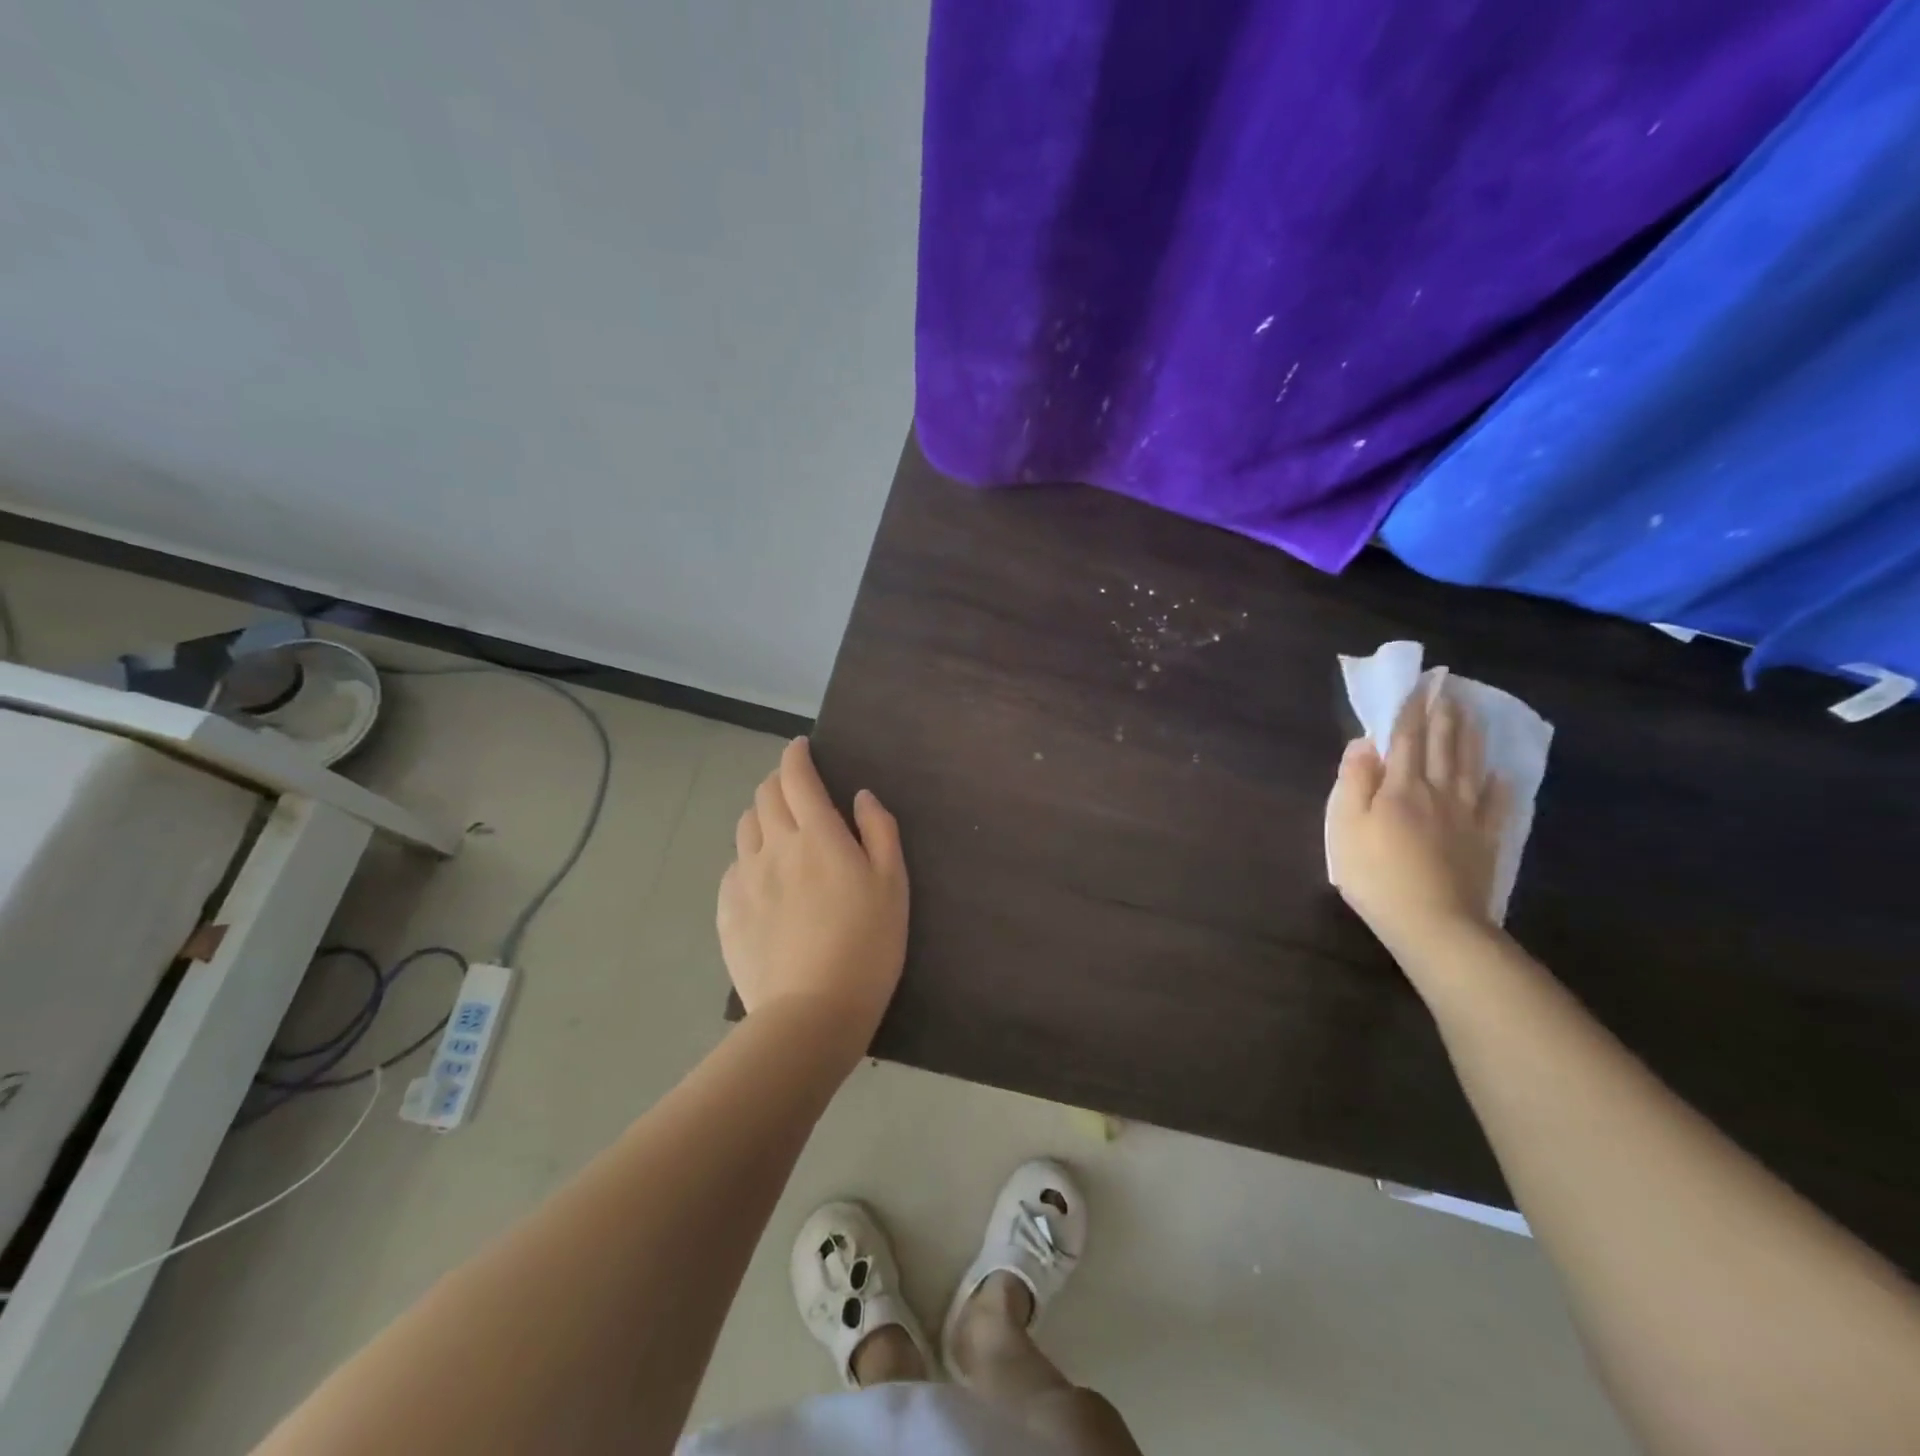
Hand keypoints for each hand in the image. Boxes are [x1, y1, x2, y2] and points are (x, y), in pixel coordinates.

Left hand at [718, 737, 908, 1055]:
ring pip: (745, 826)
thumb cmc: (867, 945)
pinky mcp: (727, 909)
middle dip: (779, 781)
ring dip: (762, 815)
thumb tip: (860, 796)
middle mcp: (774, 846)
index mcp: (817, 835)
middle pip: (765, 795)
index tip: (800, 748)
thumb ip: (879, 831)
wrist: (812, 1012)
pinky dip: (749, 856)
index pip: (796, 777)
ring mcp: (745, 878)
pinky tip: (765, 878)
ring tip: (779, 830)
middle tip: (796, 790)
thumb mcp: (893, 885)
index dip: (796, 755)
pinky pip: (734, 866)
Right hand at [1327, 683, 1509, 954]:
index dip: (1409, 711)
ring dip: (1470, 736)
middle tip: (1447, 688)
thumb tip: (1365, 743)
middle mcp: (1437, 792)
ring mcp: (1466, 816)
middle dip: (1443, 715)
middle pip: (1442, 746)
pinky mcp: (1485, 840)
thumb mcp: (1345, 826)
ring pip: (1470, 766)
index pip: (1405, 739)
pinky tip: (1500, 772)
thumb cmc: (1375, 874)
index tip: (1417, 685)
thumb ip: (1353, 781)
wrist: (1432, 922)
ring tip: (1472, 713)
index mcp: (1400, 787)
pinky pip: (1496, 803)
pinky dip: (1499, 783)